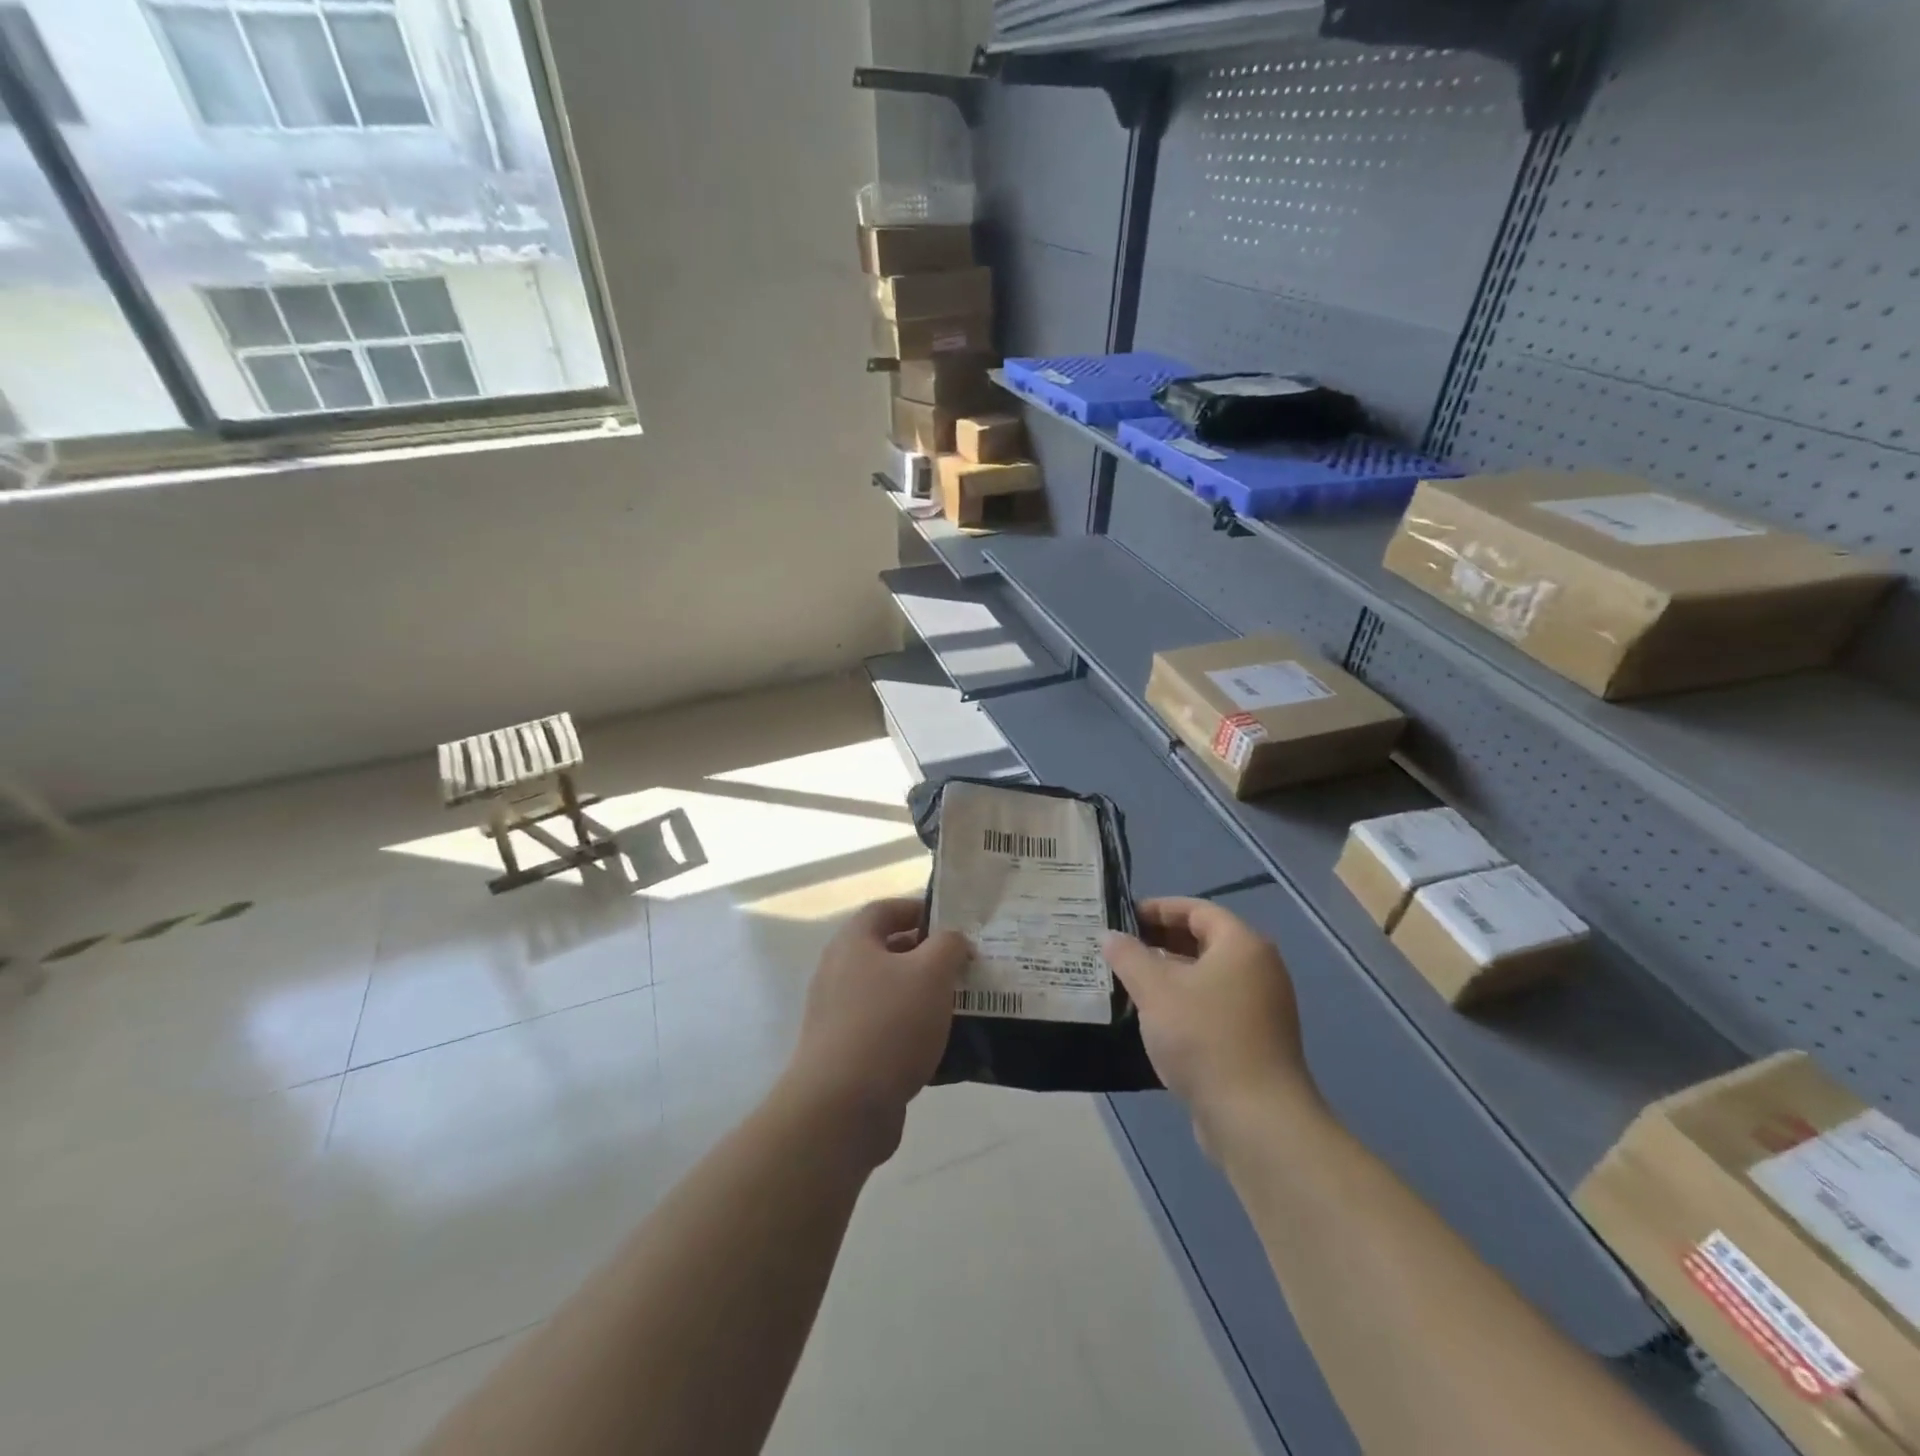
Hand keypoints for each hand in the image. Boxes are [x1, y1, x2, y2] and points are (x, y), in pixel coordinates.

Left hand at [782, 897, 971, 1163]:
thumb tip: (952, 939)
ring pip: (889, 994)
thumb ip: (948, 946)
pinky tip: (941, 1049)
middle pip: (887, 952)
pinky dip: (911, 1033)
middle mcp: (839, 973)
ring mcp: (838, 1016)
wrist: (841, 1108)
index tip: (953, 924)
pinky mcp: (845, 1054)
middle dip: (927, 956)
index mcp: (853, 943)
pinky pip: (885, 1030)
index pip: (885, 909)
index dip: (918, 909)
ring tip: (960, 1006)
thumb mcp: (931, 973)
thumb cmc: (888, 1025)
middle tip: (964, 967)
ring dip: (922, 997)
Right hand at [1102, 898, 1319, 1146]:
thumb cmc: (1204, 1038)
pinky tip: (1152, 1018)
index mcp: (1241, 945)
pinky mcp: (1255, 1039)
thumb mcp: (1155, 991)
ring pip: (1206, 976)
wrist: (1256, 1119)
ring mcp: (1261, 1006)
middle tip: (1119, 948)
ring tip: (1127, 981)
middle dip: (1159, 941)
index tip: (1122, 917)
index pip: (1196, 909)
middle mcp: (1258, 969)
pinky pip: (1213, 1005)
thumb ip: (1129, 956)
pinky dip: (1184, 1002)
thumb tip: (1110, 936)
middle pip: (1203, 941)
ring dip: (1168, 974)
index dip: (1157, 908)